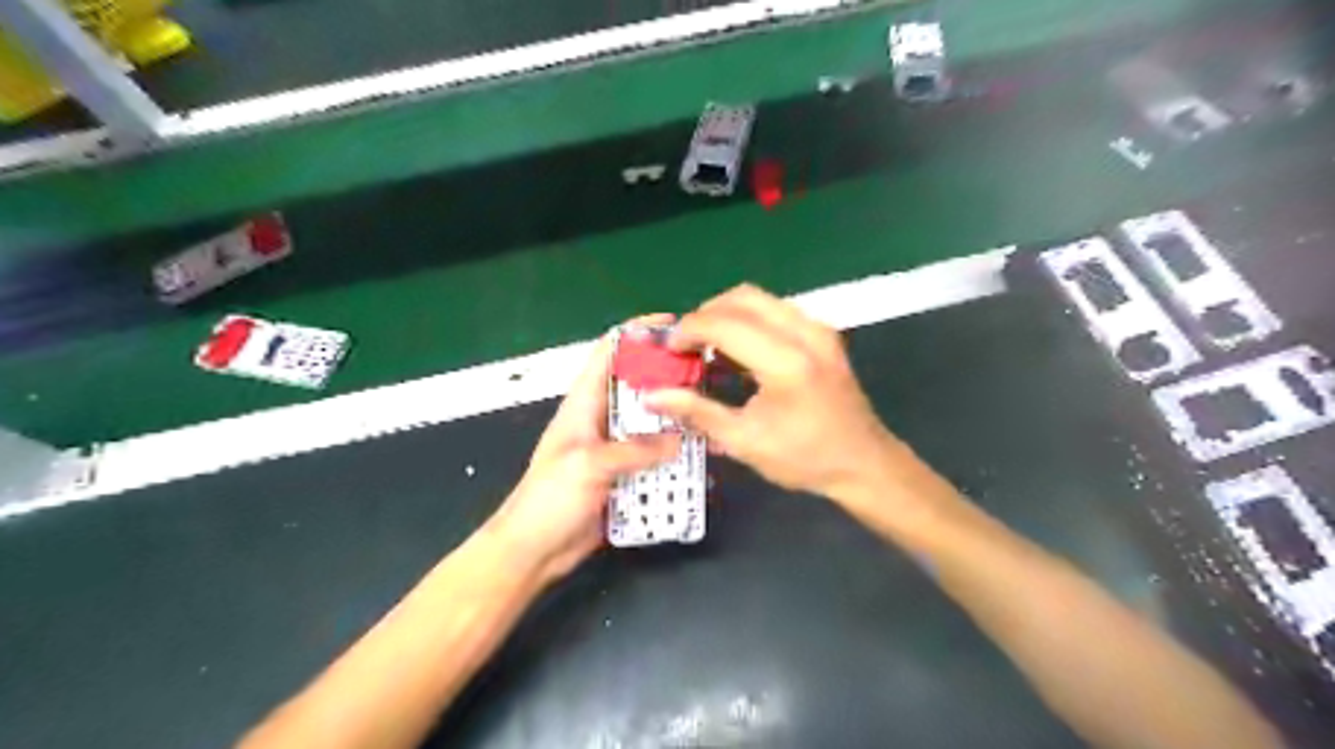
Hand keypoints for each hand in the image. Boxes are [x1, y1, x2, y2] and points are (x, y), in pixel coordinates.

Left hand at [485, 315, 681, 583]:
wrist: (534, 551)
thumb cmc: (549, 500)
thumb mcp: (589, 465)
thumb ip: (635, 449)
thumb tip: (681, 438)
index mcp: (583, 403)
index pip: (608, 352)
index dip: (637, 333)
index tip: (673, 324)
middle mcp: (601, 418)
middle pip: (637, 384)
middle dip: (668, 375)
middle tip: (706, 373)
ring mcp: (614, 447)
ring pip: (650, 421)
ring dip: (676, 417)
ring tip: (709, 412)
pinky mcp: (624, 474)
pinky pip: (654, 455)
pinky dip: (675, 453)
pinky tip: (699, 456)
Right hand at [648, 287, 905, 501]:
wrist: (864, 463)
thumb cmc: (804, 458)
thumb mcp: (745, 441)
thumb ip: (697, 411)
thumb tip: (652, 396)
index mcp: (785, 362)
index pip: (724, 324)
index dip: (689, 330)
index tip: (669, 350)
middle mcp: (805, 334)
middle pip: (743, 297)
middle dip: (706, 314)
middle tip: (687, 343)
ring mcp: (818, 330)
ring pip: (762, 299)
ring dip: (728, 313)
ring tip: (708, 345)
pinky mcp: (824, 335)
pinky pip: (778, 311)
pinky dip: (750, 320)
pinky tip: (739, 349)